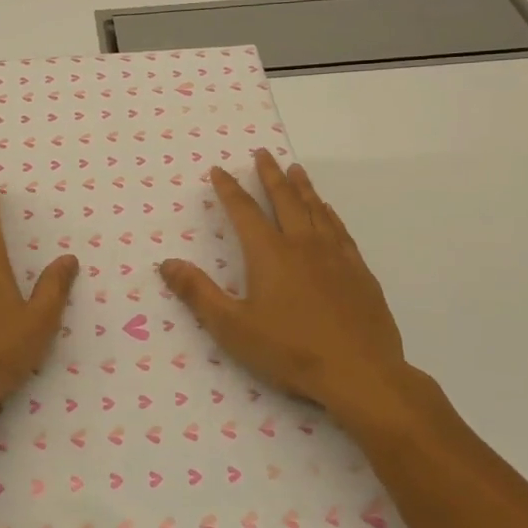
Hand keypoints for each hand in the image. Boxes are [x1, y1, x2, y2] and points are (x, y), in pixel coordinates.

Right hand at [158, 149, 410, 418]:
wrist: (361, 374)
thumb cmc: (290, 351)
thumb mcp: (232, 327)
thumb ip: (198, 293)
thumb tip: (167, 263)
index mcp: (269, 254)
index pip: (244, 211)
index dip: (229, 189)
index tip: (219, 170)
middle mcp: (302, 245)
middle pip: (284, 199)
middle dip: (270, 175)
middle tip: (263, 153)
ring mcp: (335, 256)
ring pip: (316, 209)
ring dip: (302, 187)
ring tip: (295, 169)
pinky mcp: (359, 272)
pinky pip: (340, 230)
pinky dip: (329, 213)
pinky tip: (328, 211)